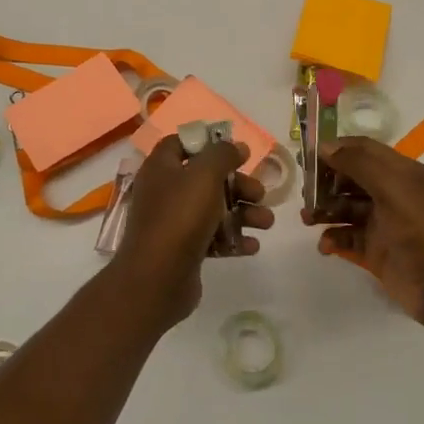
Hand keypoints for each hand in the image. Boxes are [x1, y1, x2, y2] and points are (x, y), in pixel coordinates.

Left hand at [111, 135, 272, 325]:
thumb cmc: (180, 217)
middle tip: (260, 194)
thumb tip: (237, 146)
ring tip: (266, 222)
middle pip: (207, 178)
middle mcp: (165, 192)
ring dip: (243, 213)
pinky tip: (251, 246)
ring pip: (214, 209)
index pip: (181, 144)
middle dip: (238, 185)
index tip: (237, 152)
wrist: (157, 279)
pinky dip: (232, 239)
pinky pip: (212, 237)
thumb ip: (223, 154)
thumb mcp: (205, 175)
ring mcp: (173, 223)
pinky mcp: (184, 250)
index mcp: (161, 168)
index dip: (209, 143)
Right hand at [302, 136, 423, 332]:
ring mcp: (383, 224)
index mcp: (400, 173)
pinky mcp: (376, 252)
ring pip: (345, 208)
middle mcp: (391, 194)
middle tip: (305, 192)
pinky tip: (326, 245)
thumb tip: (326, 146)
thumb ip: (359, 164)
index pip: (363, 149)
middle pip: (350, 178)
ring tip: (307, 219)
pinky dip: (334, 238)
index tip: (306, 156)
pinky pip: (348, 238)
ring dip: (325, 210)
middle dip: (326, 182)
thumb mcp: (394, 188)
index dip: (336, 149)